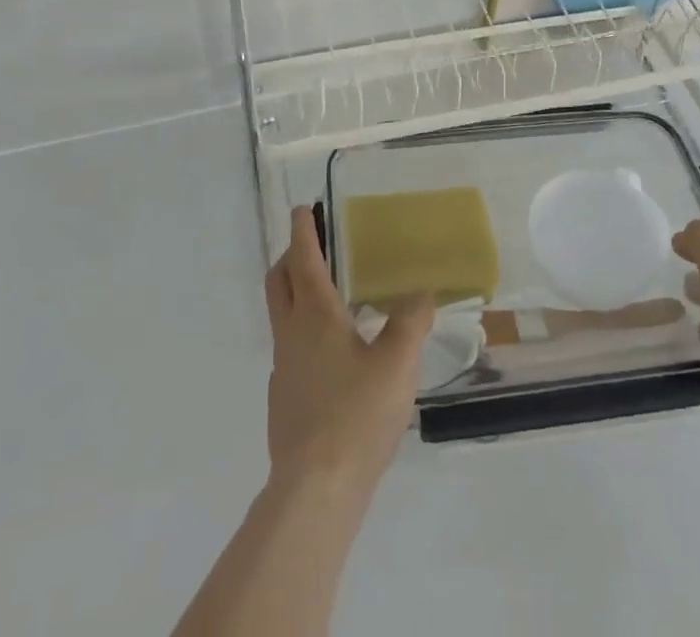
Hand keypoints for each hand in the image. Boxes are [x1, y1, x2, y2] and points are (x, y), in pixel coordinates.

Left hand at [264, 206, 434, 495]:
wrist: (315, 490)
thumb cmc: (356, 414)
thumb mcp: (397, 363)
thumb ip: (411, 321)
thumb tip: (421, 292)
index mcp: (314, 314)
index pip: (302, 257)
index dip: (302, 230)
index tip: (303, 209)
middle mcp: (291, 333)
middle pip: (278, 281)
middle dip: (289, 257)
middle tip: (311, 247)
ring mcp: (282, 368)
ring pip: (281, 316)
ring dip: (295, 295)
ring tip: (330, 300)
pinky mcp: (283, 399)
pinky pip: (289, 350)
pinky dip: (303, 334)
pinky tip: (332, 357)